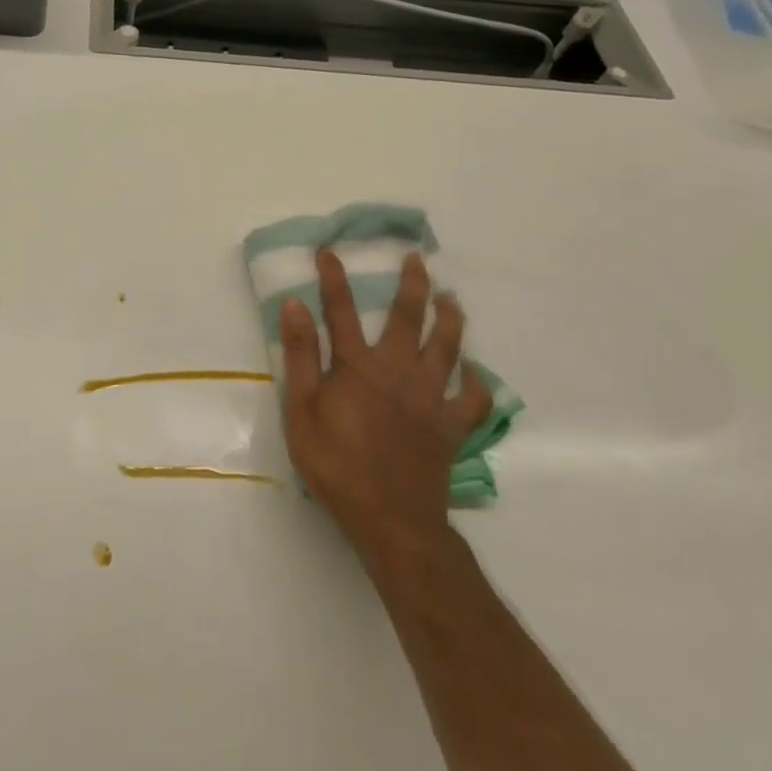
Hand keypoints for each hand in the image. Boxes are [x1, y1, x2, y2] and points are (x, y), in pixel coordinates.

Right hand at [280, 249, 490, 563]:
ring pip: (447, 347)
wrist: (391, 519)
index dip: (334, 278)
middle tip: (417, 259)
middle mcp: (398, 371)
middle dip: (412, 284)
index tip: (329, 251)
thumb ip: (300, 356)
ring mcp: (430, 397)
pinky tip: (475, 372)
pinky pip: (472, 399)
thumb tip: (294, 305)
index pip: (341, 311)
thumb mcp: (301, 411)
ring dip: (450, 318)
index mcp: (357, 367)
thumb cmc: (336, 465)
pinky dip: (477, 382)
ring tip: (451, 298)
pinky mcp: (451, 426)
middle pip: (407, 318)